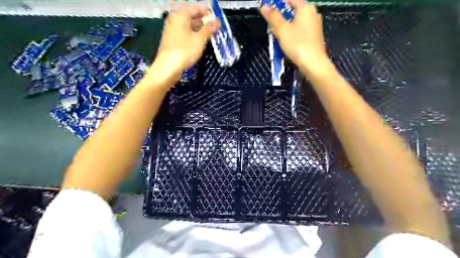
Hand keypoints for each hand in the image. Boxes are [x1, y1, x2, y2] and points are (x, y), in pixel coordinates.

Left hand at [155, 2, 218, 79]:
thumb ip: (209, 29)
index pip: (197, 8)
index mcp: (181, 15)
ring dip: (199, 30)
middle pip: (192, 17)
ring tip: (209, 37)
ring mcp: (172, 30)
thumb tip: (217, 21)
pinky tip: (199, 43)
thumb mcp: (200, 39)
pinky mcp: (171, 40)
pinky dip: (192, 36)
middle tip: (215, 30)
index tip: (217, 21)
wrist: (168, 66)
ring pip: (188, 26)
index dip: (208, 13)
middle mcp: (175, 20)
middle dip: (204, 23)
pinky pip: (184, 34)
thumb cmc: (185, 50)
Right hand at [258, 0, 329, 73]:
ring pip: (298, 21)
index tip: (269, 11)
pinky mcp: (316, 36)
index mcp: (305, 7)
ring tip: (278, 36)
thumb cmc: (297, 44)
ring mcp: (316, 25)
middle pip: (294, 10)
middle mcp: (313, 13)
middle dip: (282, 16)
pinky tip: (288, 42)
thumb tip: (264, 6)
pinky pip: (302, 30)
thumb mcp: (282, 30)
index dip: (278, 4)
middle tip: (272, 26)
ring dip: (287, 26)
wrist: (313, 63)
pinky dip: (294, 33)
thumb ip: (273, 17)